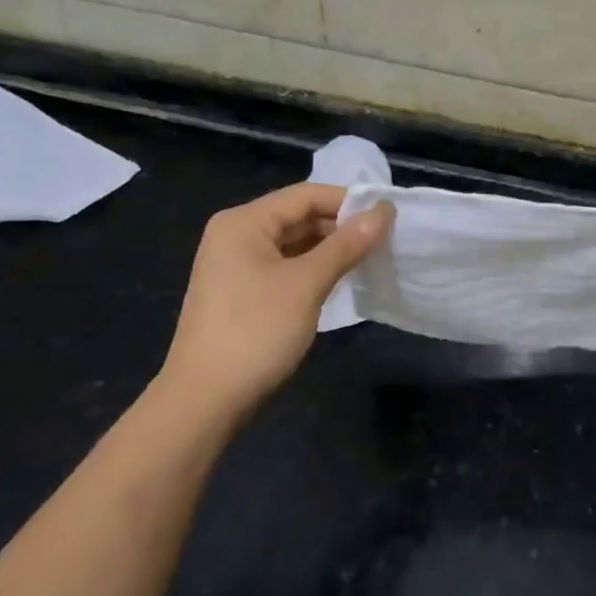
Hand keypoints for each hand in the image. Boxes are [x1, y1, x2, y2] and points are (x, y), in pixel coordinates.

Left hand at [153, 183, 391, 427]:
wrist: (205, 400)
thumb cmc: (256, 331)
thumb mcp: (307, 284)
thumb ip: (346, 244)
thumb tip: (383, 212)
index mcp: (244, 222)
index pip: (306, 195)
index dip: (349, 201)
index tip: (390, 216)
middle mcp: (236, 235)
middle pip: (299, 216)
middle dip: (341, 226)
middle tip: (386, 240)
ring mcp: (236, 265)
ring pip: (294, 243)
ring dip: (331, 249)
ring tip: (371, 258)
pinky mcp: (242, 292)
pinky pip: (285, 267)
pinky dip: (313, 269)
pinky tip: (341, 280)